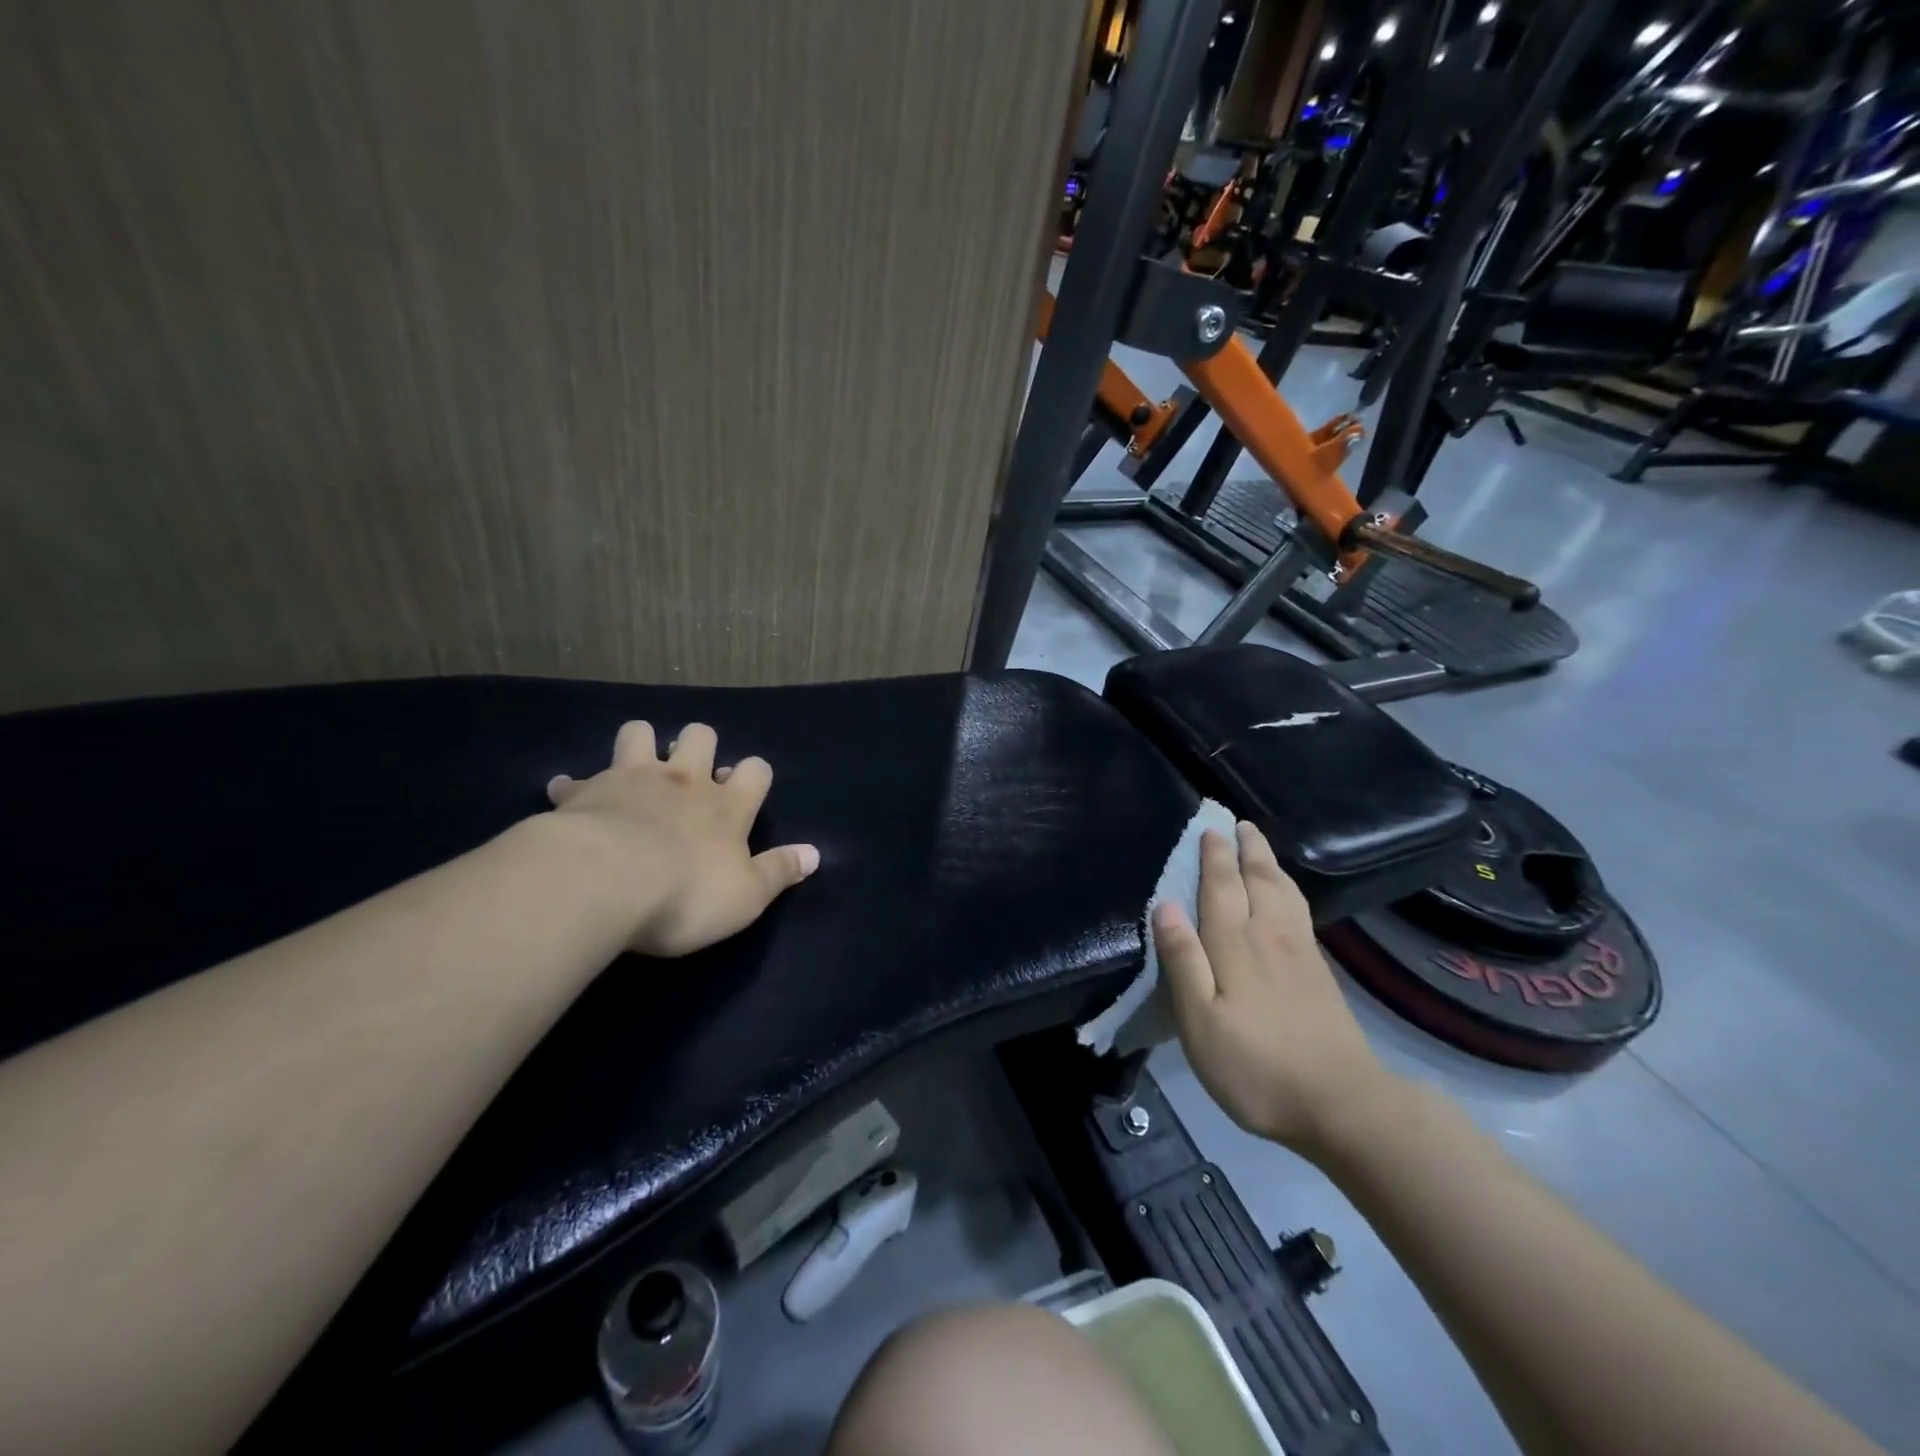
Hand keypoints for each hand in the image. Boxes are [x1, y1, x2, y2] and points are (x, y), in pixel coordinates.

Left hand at [546, 721, 818, 957]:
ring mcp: (631, 779)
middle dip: (700, 745)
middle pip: (700, 737)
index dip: (754, 775)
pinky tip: (569, 798)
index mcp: (726, 806)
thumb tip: (815, 854)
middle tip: (693, 772)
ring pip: (639, 734)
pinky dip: (575, 788)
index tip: (746, 789)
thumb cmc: (686, 894)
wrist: (604, 884)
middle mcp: (683, 781)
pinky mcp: (585, 792)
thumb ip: (780, 871)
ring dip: (641, 744)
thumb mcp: (747, 897)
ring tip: (637, 770)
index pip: (755, 771)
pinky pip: (575, 781)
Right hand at [1154, 822, 1394, 1160]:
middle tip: (1238, 823)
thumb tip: (1164, 905)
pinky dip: (1289, 888)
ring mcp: (1299, 951)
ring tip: (1260, 845)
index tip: (1209, 827)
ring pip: (1283, 891)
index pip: (1221, 887)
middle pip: (1258, 879)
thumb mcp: (1201, 1023)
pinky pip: (1300, 910)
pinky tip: (1287, 893)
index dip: (1213, 856)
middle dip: (1246, 849)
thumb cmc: (1256, 1066)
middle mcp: (1268, 935)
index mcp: (1235, 944)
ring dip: (1269, 862)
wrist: (1342, 1104)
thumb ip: (1183, 961)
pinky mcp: (1319, 971)